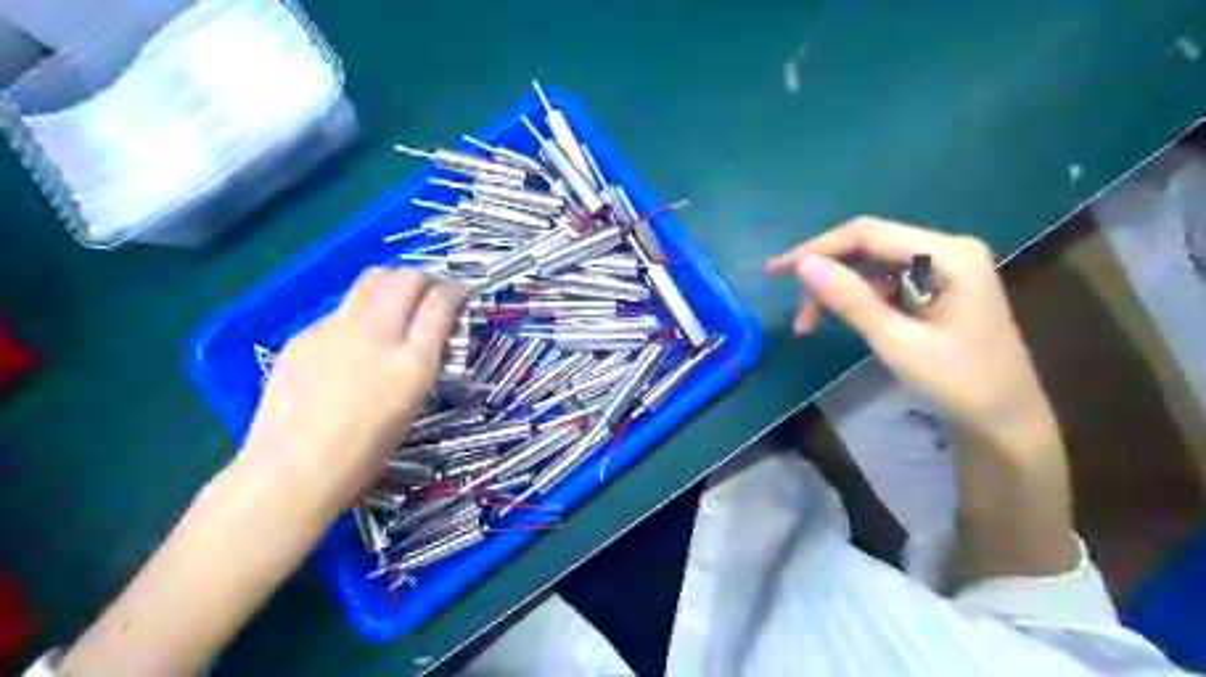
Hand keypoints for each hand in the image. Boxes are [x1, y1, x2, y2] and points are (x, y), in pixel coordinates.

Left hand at [236, 267, 464, 518]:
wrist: (291, 471)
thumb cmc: (364, 454)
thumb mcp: (412, 406)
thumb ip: (422, 362)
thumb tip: (427, 337)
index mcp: (412, 362)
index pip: (441, 302)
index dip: (455, 290)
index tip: (459, 293)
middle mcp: (377, 335)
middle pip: (406, 278)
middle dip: (425, 278)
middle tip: (429, 293)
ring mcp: (336, 330)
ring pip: (372, 280)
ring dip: (392, 283)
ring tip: (396, 301)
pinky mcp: (305, 334)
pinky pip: (342, 308)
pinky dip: (360, 311)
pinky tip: (354, 339)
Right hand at [772, 215, 1057, 442]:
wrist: (1004, 420)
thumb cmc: (959, 382)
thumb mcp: (897, 342)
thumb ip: (851, 300)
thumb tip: (804, 265)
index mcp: (948, 254)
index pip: (868, 234)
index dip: (817, 248)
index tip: (776, 271)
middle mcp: (946, 250)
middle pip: (868, 247)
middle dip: (825, 274)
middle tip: (793, 307)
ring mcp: (942, 268)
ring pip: (871, 266)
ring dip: (836, 290)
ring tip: (808, 324)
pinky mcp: (935, 287)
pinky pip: (884, 282)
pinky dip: (856, 300)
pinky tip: (839, 319)